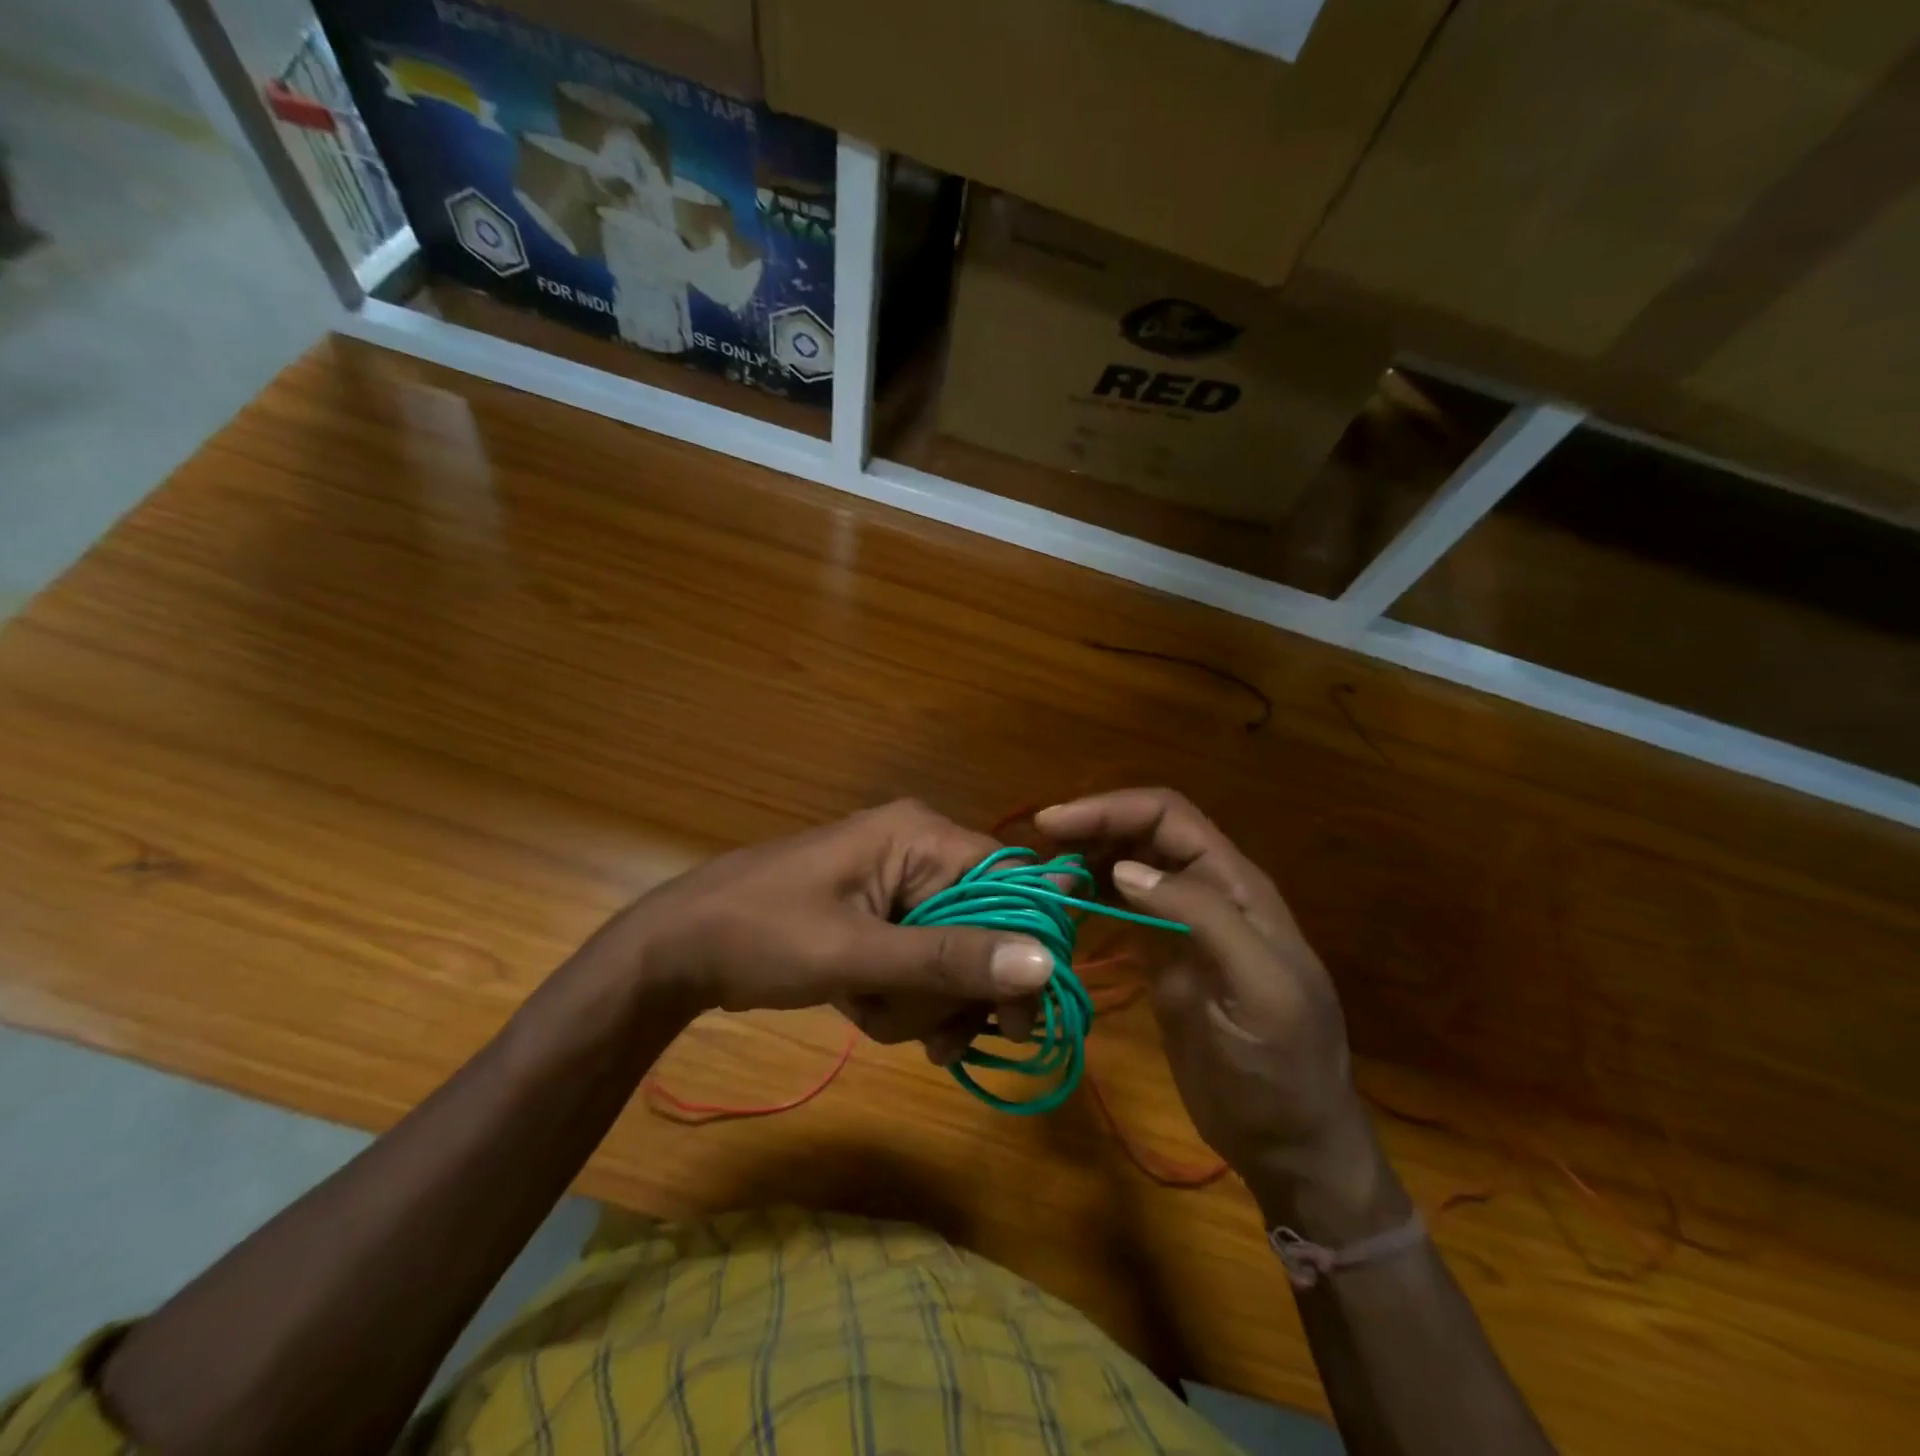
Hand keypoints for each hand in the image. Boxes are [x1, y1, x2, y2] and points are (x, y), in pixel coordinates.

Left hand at [616, 800, 1049, 1048]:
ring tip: (876, 1018)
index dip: (1027, 944)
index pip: (1012, 882)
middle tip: (939, 1040)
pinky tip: (870, 1014)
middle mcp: (921, 853)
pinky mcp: (883, 920)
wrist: (677, 952)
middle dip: (960, 989)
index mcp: (921, 836)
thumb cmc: (761, 935)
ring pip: (956, 955)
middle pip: (988, 926)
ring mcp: (900, 888)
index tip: (1014, 1014)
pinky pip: (924, 964)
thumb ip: (949, 959)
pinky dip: (907, 1000)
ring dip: (927, 1003)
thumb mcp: (856, 953)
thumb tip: (1045, 964)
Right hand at [1035, 789, 1389, 1216]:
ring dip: (1087, 858)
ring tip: (1044, 877)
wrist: (1289, 1141)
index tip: (1054, 824)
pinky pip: (1121, 907)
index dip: (1112, 809)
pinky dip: (1090, 894)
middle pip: (1145, 832)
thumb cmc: (1281, 1068)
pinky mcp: (1162, 955)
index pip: (1169, 817)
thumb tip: (1124, 868)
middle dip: (1092, 827)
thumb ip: (1202, 918)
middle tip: (1040, 850)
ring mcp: (1182, 923)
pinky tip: (1063, 905)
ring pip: (1129, 865)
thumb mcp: (1259, 990)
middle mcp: (1208, 891)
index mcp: (1237, 886)